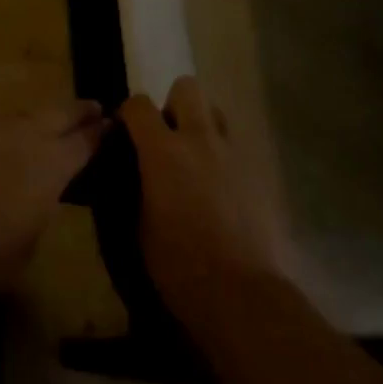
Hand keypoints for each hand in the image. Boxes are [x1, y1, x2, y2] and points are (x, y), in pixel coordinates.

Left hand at [0, 101, 105, 306]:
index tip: (111, 125)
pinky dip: (0, 130)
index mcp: (51, 164)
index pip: (85, 142)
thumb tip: (41, 193)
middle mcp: (26, 134)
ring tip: (42, 127)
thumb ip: (42, 206)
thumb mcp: (29, 243)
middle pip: (61, 113)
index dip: (100, 134)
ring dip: (37, 120)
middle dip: (79, 111)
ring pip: (24, 114)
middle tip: (93, 108)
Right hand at [119, 77, 275, 324]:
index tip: (125, 133)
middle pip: (186, 87)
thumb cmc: (180, 267)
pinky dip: (222, 156)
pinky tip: (219, 188)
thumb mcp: (140, 228)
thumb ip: (136, 186)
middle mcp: (199, 139)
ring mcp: (232, 152)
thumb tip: (135, 171)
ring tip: (195, 159)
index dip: (128, 113)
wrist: (242, 295)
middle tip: (166, 139)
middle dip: (172, 105)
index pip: (139, 105)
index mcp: (164, 151)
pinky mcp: (257, 171)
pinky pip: (235, 146)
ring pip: (215, 111)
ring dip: (201, 125)